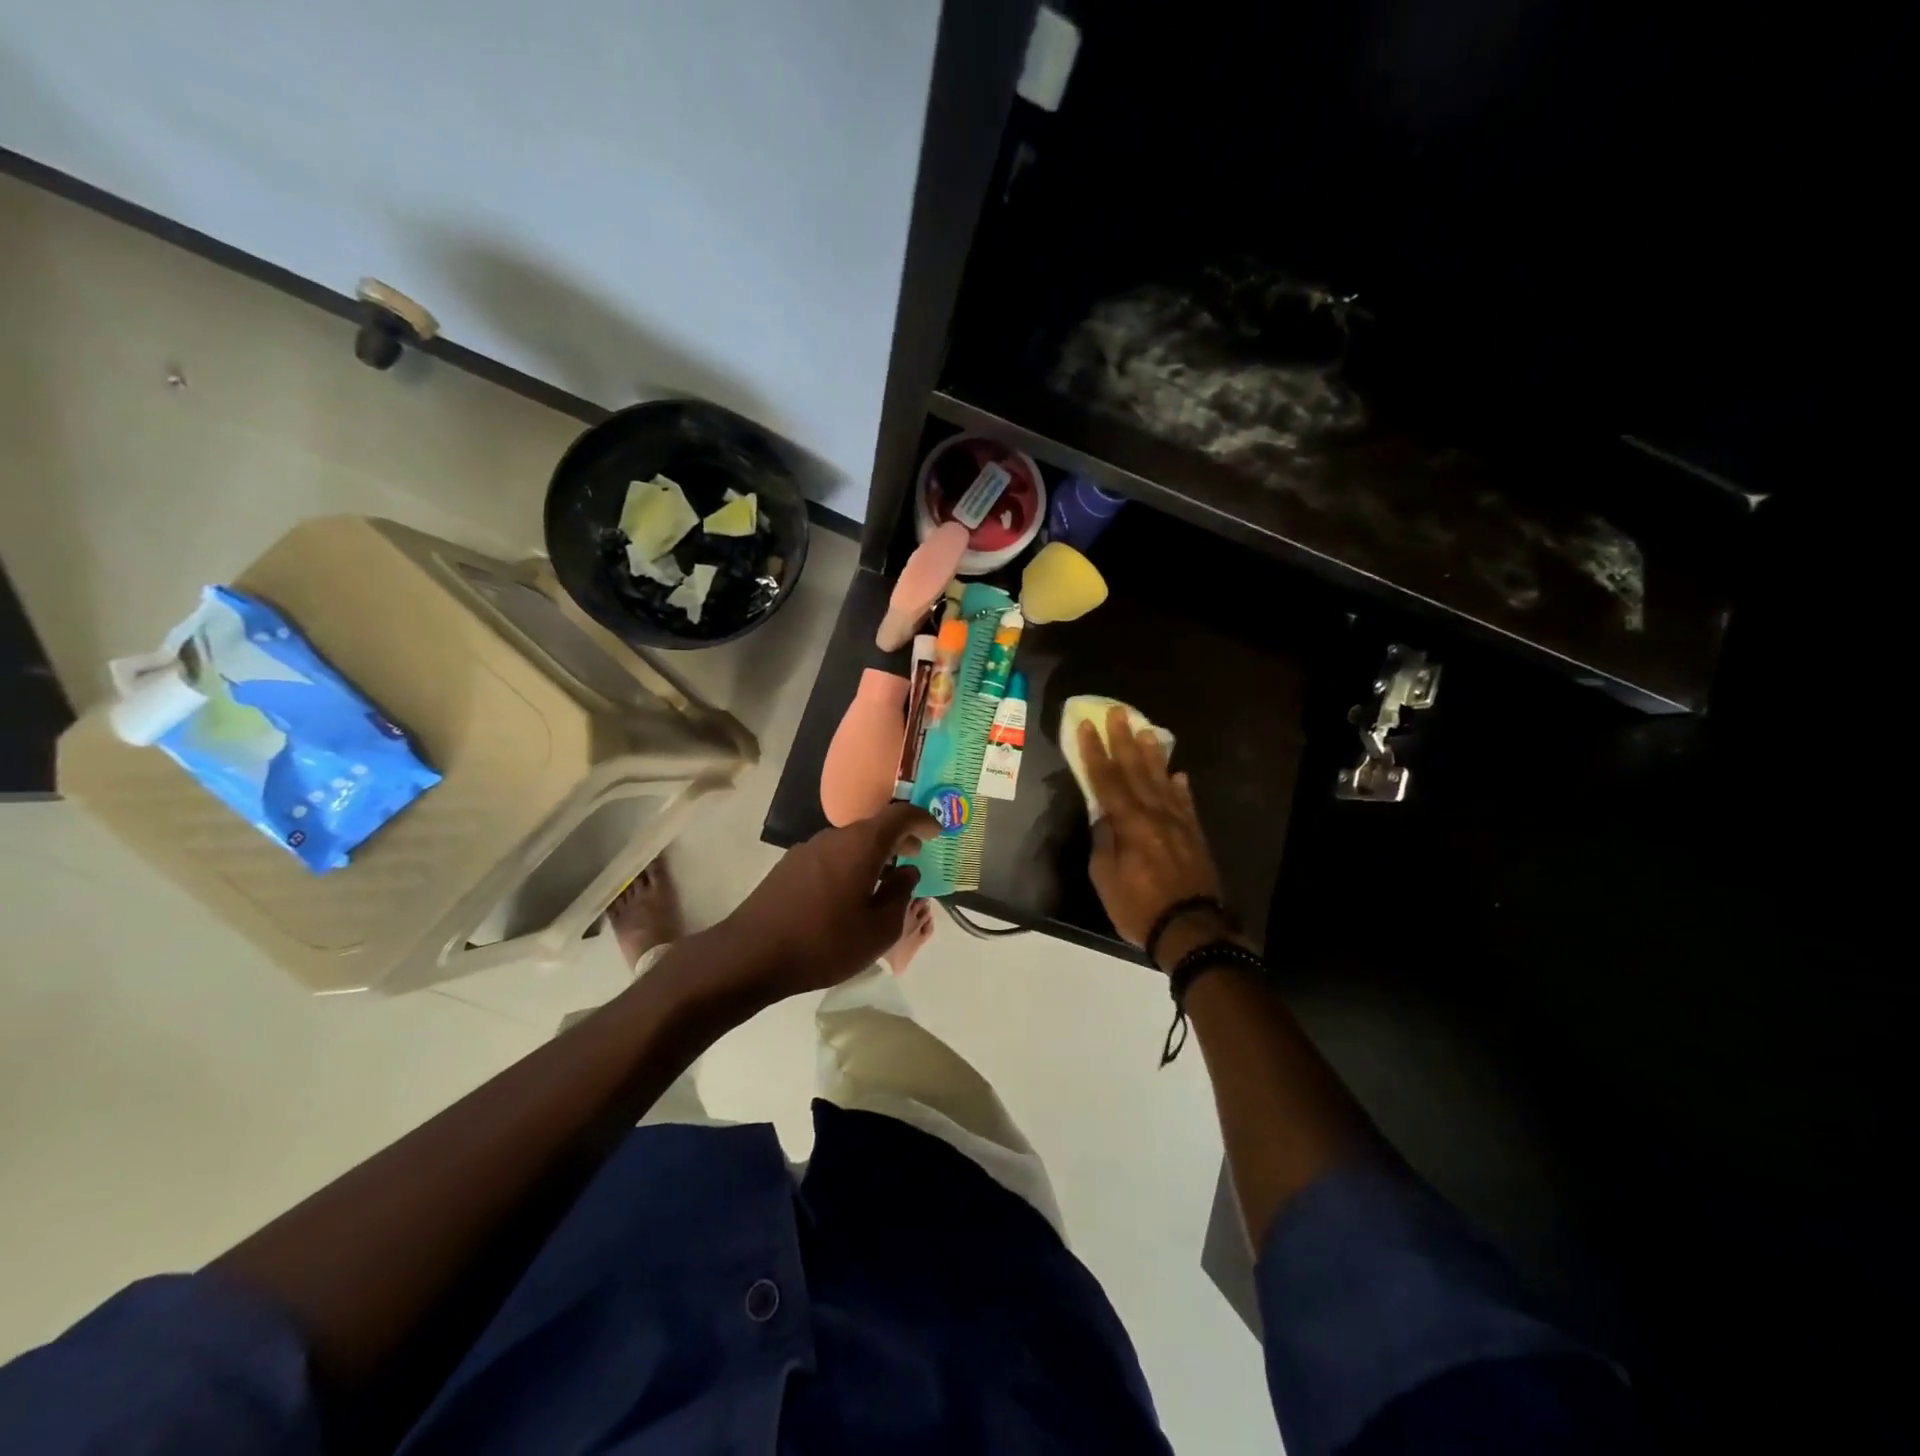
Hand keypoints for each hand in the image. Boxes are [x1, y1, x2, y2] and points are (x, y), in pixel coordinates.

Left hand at [714, 801, 938, 1000]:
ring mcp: (807, 850)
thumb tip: (907, 873)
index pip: (900, 815)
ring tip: (885, 879)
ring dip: (874, 853)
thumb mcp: (878, 930)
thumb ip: (900, 896)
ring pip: (851, 842)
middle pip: (874, 826)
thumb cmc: (824, 943)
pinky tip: (851, 894)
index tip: (937, 833)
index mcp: (861, 845)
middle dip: (899, 838)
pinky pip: (832, 856)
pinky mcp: (789, 867)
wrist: (750, 955)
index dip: (923, 820)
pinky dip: (851, 864)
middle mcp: (834, 837)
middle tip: (916, 854)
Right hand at [1080, 705, 1234, 969]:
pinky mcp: (1194, 835)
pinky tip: (1177, 774)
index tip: (1086, 727)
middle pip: (1136, 771)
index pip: (1107, 781)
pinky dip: (1179, 787)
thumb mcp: (1106, 879)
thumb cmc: (1139, 908)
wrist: (1191, 931)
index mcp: (1130, 824)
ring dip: (1152, 754)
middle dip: (1123, 740)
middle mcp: (1155, 815)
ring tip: (1145, 730)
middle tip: (1117, 713)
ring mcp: (1179, 823)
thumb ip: (1104, 842)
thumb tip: (1103, 817)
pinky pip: (1185, 804)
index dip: (1095, 752)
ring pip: (1162, 781)